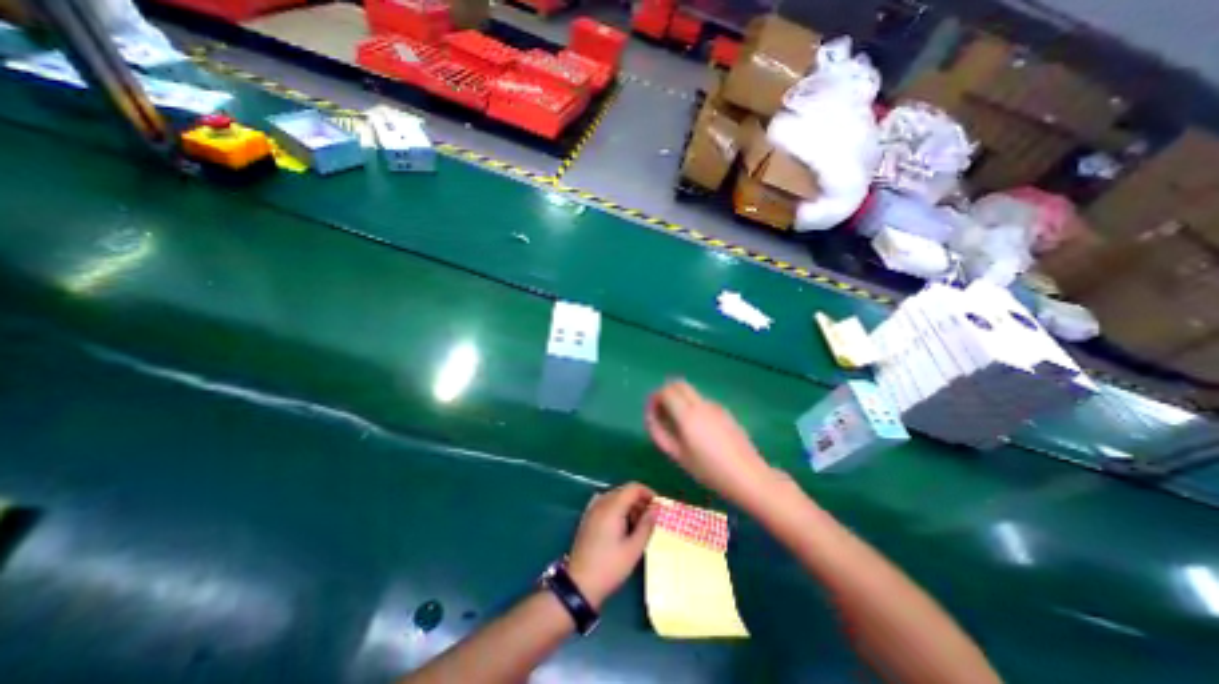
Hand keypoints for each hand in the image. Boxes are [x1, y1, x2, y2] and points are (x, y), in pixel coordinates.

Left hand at [563, 481, 657, 609]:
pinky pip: (606, 504)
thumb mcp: (633, 549)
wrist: (579, 584)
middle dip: (640, 500)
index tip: (658, 507)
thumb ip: (646, 525)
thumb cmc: (609, 567)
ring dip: (629, 505)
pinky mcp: (588, 517)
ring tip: (638, 525)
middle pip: (624, 491)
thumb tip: (656, 509)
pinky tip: (621, 524)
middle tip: (651, 518)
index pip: (633, 488)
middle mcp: (601, 502)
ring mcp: (592, 509)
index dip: (648, 493)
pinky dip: (617, 508)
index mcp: (612, 507)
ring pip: (615, 497)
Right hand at [642, 378, 773, 512]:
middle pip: (679, 384)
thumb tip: (651, 416)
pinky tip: (699, 431)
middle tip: (663, 413)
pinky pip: (702, 402)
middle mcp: (701, 404)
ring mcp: (715, 406)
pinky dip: (693, 407)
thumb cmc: (709, 470)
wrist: (749, 476)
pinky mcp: (725, 412)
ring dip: (680, 400)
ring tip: (680, 426)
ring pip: (691, 393)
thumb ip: (660, 433)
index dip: (655, 398)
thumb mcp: (678, 455)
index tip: (653, 412)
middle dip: (667, 393)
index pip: (666, 390)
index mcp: (688, 414)